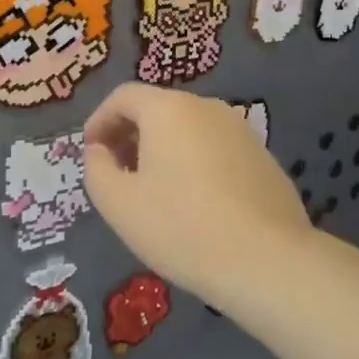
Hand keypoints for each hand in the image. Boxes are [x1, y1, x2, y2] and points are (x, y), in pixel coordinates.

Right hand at [82, 84, 311, 302]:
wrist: (268, 262)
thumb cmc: (181, 227)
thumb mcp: (119, 203)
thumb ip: (97, 169)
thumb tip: (100, 152)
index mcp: (168, 109)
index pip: (123, 96)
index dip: (99, 120)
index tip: (90, 153)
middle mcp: (207, 107)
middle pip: (157, 109)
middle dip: (130, 136)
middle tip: (117, 173)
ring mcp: (241, 131)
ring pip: (188, 130)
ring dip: (163, 151)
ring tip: (153, 192)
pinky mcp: (264, 159)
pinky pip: (215, 150)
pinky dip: (194, 164)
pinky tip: (194, 204)